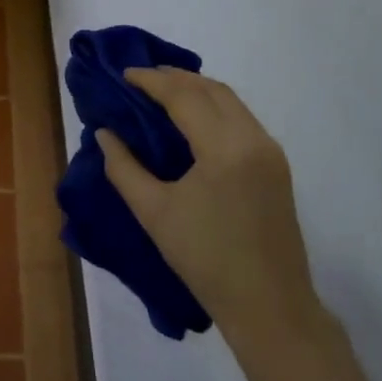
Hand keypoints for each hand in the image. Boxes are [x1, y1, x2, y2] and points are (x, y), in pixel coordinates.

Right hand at [97, 68, 322, 351]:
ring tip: (162, 92)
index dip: (151, 81)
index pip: (184, 96)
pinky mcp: (276, 165)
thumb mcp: (154, 213)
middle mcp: (253, 138)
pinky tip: (192, 118)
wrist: (270, 306)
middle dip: (175, 77)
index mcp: (224, 147)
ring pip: (230, 100)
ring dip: (196, 89)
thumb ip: (124, 168)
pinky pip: (241, 118)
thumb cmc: (206, 261)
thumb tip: (105, 134)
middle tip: (140, 79)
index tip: (123, 75)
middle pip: (211, 89)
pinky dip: (214, 106)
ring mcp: (270, 150)